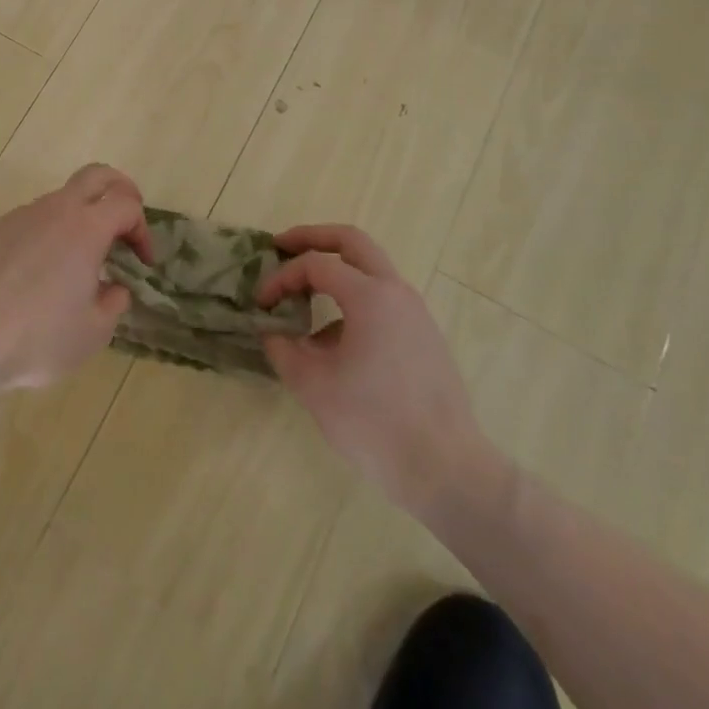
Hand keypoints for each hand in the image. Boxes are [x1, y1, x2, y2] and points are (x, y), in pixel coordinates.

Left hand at [0, 164, 152, 389]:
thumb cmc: (40, 336)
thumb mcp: (94, 331)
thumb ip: (114, 302)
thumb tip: (113, 288)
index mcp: (87, 227)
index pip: (127, 204)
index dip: (142, 229)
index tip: (142, 262)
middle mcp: (56, 209)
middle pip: (97, 175)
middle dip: (120, 189)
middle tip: (126, 222)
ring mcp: (22, 215)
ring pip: (62, 199)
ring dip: (81, 218)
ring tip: (80, 261)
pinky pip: (34, 220)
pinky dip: (50, 234)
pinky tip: (42, 272)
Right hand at [258, 225, 497, 519]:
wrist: (447, 470)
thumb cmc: (374, 422)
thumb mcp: (313, 386)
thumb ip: (283, 349)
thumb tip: (272, 332)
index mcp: (370, 295)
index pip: (315, 265)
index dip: (281, 277)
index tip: (261, 303)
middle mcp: (396, 292)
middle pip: (352, 241)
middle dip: (313, 238)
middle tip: (282, 246)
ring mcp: (415, 314)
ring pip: (370, 270)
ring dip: (334, 272)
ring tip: (304, 301)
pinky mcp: (424, 337)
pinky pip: (382, 301)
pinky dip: (353, 301)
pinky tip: (333, 342)